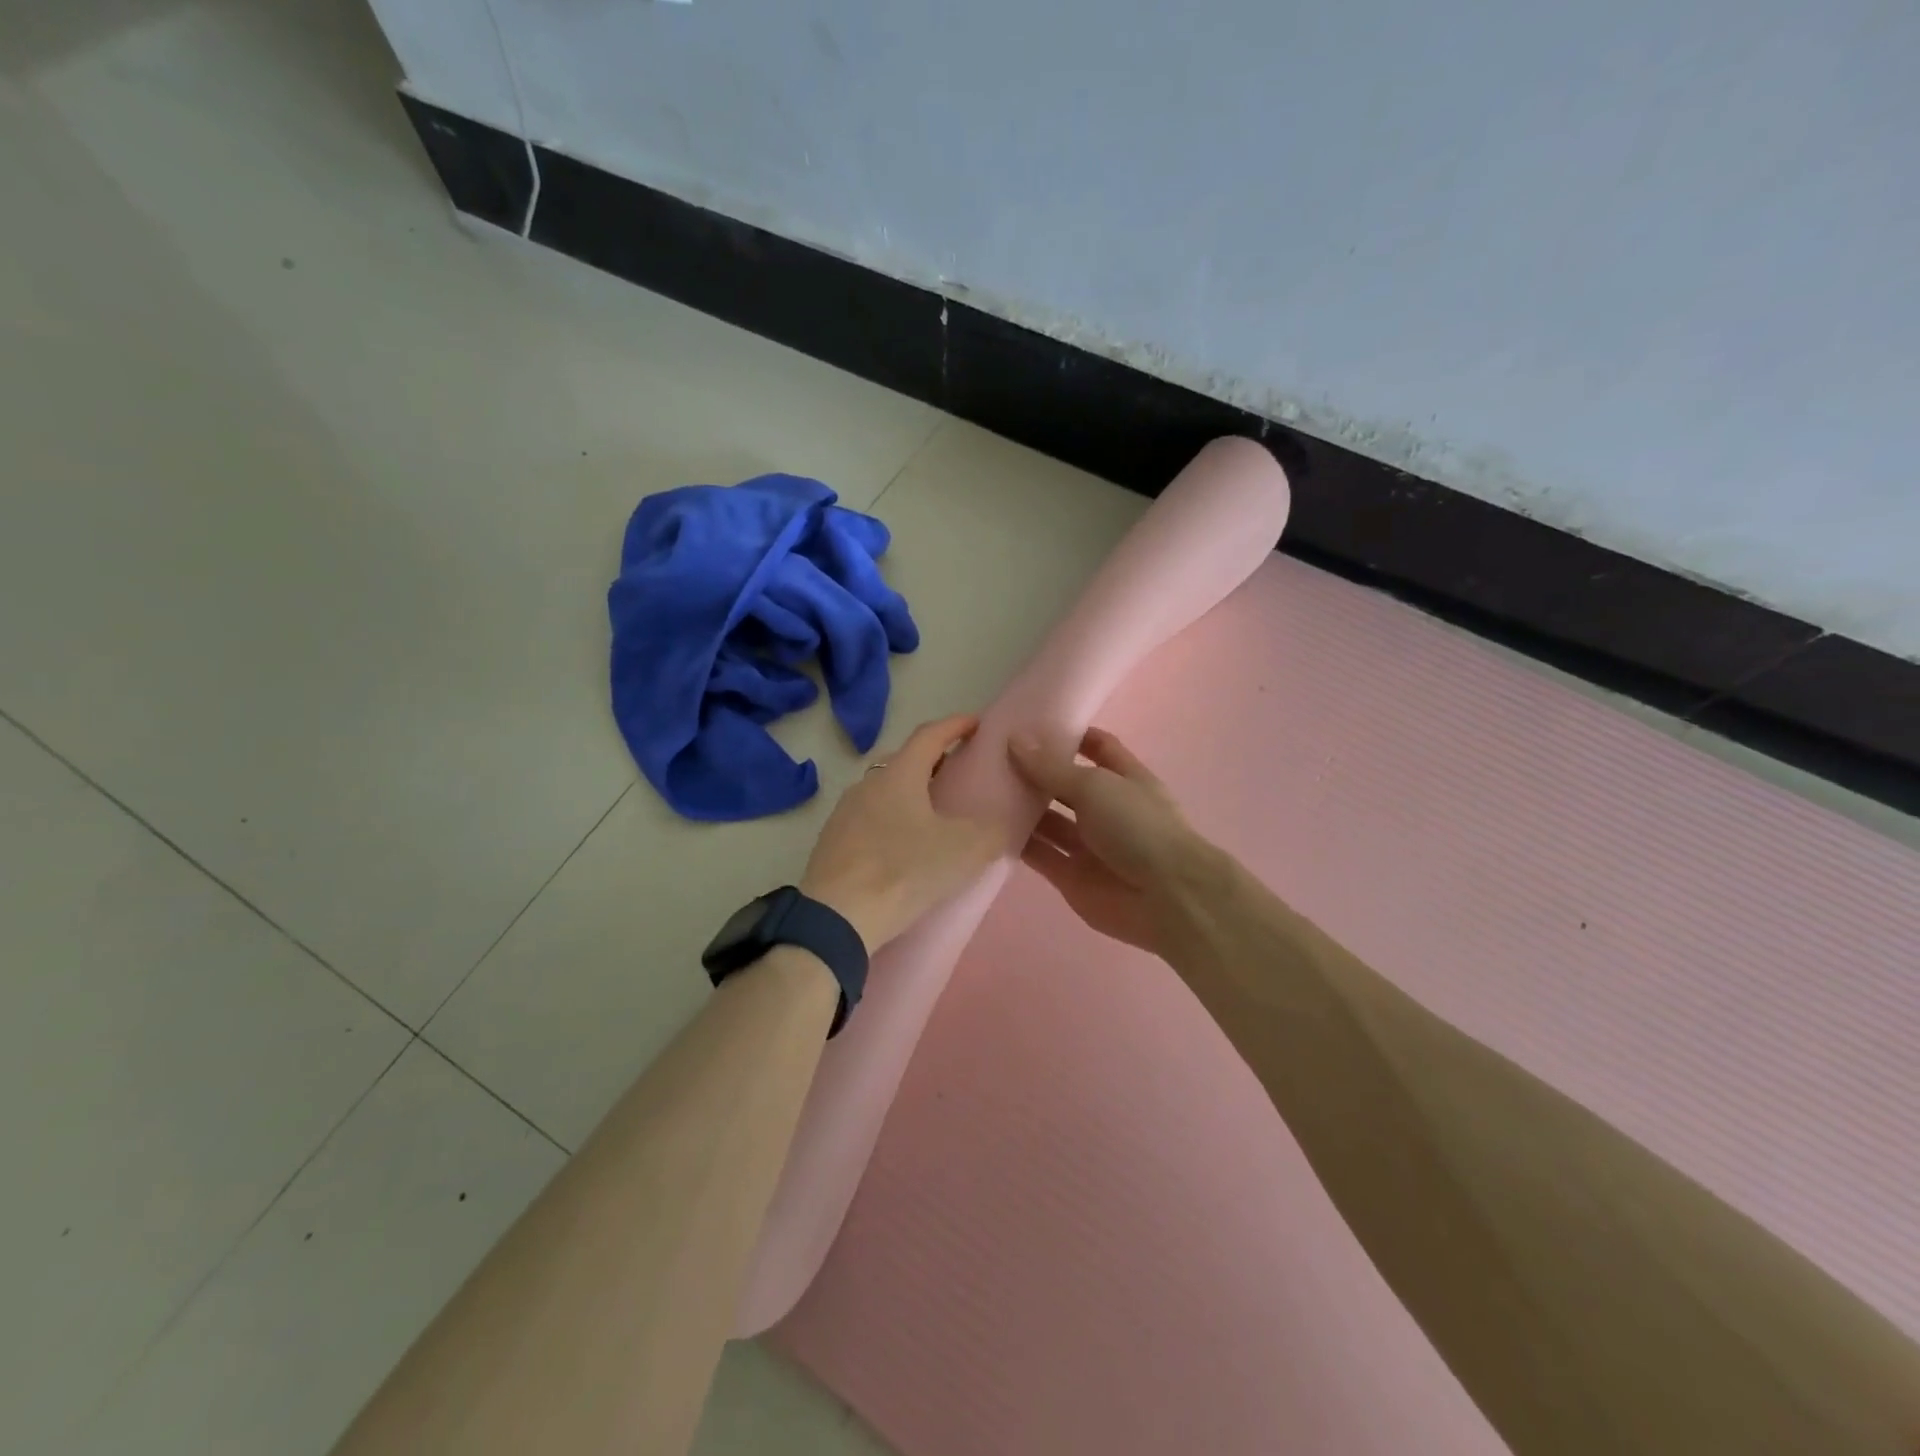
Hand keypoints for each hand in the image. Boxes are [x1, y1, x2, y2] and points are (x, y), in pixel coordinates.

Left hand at [800, 714, 1002, 949]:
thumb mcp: (964, 850)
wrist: (837, 918)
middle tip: (958, 773)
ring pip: (883, 791)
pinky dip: (891, 820)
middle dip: (932, 760)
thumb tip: (1000, 823)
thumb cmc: (904, 871)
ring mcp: (844, 813)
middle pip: (903, 761)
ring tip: (932, 813)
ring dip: (909, 793)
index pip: (929, 735)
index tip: (976, 723)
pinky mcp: (832, 843)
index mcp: (899, 775)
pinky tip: (902, 846)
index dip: (955, 725)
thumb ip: (992, 830)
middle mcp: (867, 784)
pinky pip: (868, 818)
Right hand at [1008, 727, 1218, 957]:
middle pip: (1065, 784)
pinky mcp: (1071, 876)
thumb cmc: (1138, 827)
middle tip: (990, 757)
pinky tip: (986, 827)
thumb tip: (1014, 739)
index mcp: (1125, 779)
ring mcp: (1089, 845)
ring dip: (1021, 807)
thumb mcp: (1095, 786)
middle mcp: (1106, 809)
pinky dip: (1018, 843)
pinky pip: (1040, 854)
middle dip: (1034, 772)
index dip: (1070, 735)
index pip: (1098, 747)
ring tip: (981, 788)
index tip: (1031, 724)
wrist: (1166, 899)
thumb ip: (1051, 767)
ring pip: (1048, 821)